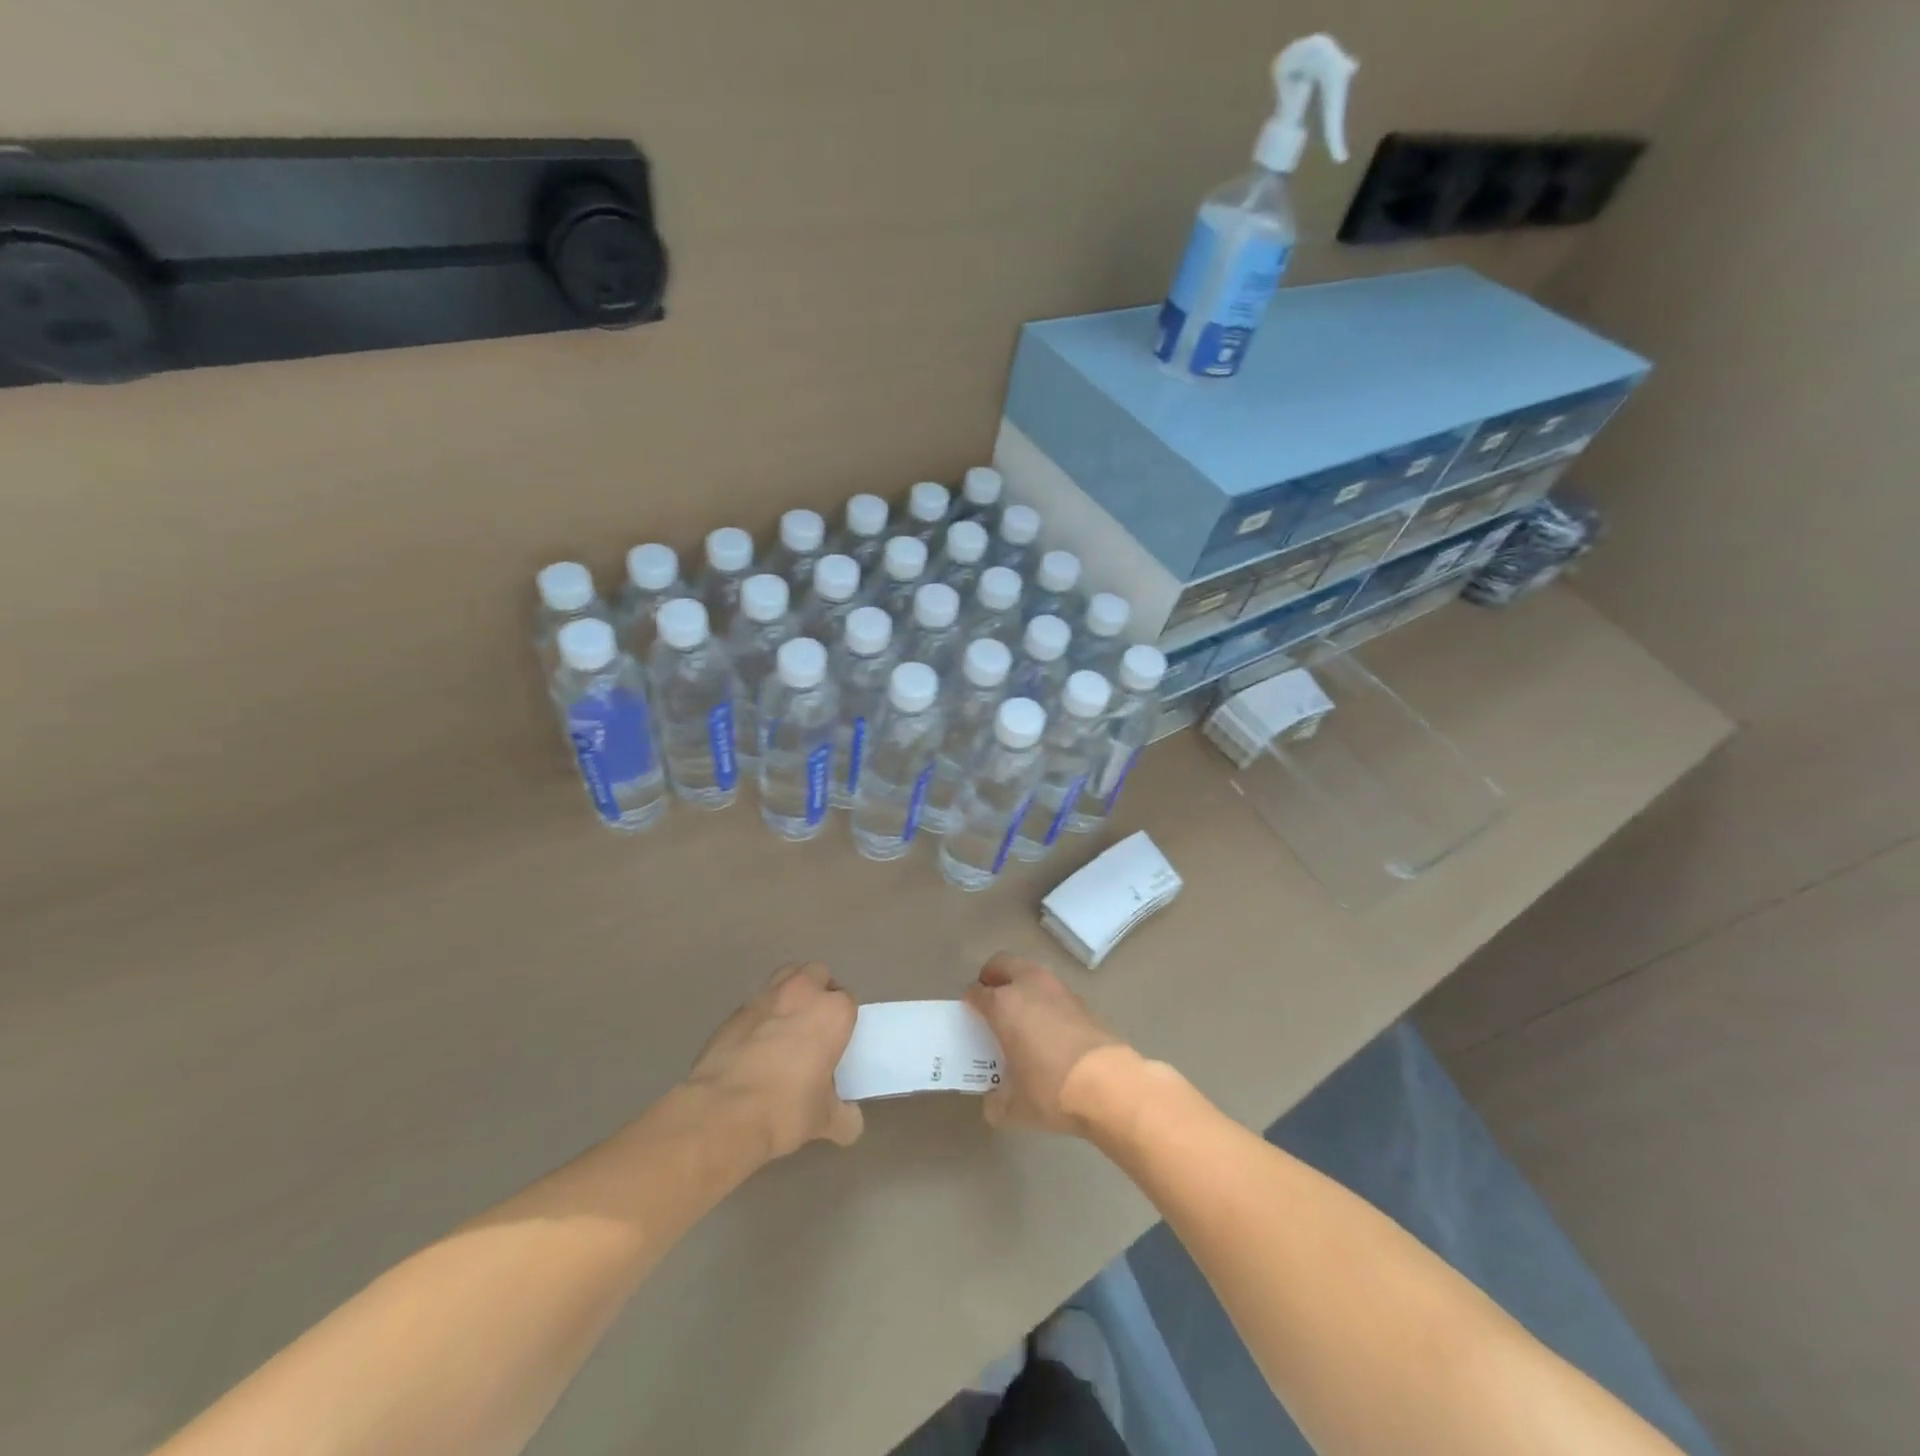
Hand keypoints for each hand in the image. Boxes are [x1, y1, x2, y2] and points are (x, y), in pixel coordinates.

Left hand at [686, 964, 862, 1159]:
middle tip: (814, 1026)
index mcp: (833, 1012)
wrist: (723, 1112)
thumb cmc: (785, 1109)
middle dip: (818, 992)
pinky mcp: (734, 1011)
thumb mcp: (824, 1120)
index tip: (836, 1043)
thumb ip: (843, 1117)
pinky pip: (755, 1005)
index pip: (848, 1002)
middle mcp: (802, 993)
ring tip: (785, 1028)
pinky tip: (754, 1046)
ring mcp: (765, 997)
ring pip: (785, 978)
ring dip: (789, 994)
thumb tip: (851, 1123)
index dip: (842, 1021)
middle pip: (817, 975)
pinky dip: (760, 1017)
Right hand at [963, 953, 1131, 1135]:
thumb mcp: (1014, 1107)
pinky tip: (1046, 1025)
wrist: (1109, 1085)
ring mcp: (1057, 989)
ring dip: (1021, 983)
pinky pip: (1052, 989)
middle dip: (993, 977)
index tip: (969, 1014)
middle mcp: (1028, 986)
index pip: (976, 993)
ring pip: (1030, 971)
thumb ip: (996, 1101)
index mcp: (1003, 1005)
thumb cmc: (1051, 1091)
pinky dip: (1044, 998)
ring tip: (1019, 1012)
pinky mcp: (1081, 999)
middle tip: (990, 999)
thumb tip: (993, 1100)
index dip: (969, 1002)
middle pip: (1003, 964)